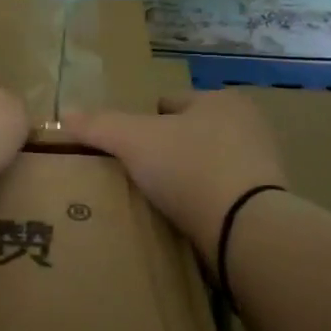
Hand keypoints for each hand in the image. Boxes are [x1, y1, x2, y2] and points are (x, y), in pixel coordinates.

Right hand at [64, 90, 288, 267]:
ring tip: (155, 201)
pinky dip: (202, 205)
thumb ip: (99, 125)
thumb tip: (64, 113)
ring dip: (185, 179)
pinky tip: (183, 220)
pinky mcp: (266, 205)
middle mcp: (248, 126)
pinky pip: (221, 197)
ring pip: (205, 166)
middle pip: (189, 134)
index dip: (142, 121)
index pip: (170, 103)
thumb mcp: (133, 140)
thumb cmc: (190, 167)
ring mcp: (262, 167)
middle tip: (136, 174)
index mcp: (222, 100)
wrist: (247, 230)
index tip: (124, 147)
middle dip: (166, 150)